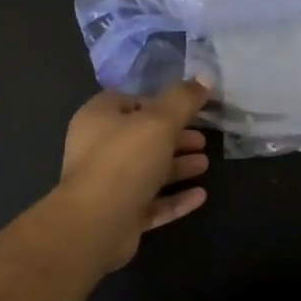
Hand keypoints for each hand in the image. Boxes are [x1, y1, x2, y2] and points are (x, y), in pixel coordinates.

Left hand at [58, 81, 211, 269]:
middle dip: (175, 137)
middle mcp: (98, 149)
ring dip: (177, 167)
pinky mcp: (118, 215)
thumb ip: (183, 99)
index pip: (128, 100)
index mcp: (98, 118)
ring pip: (147, 170)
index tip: (186, 107)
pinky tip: (200, 195)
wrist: (96, 224)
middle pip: (142, 137)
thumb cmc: (125, 160)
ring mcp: (108, 185)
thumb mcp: (160, 121)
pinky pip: (151, 202)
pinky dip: (174, 198)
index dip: (157, 102)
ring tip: (205, 164)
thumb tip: (205, 77)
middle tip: (202, 139)